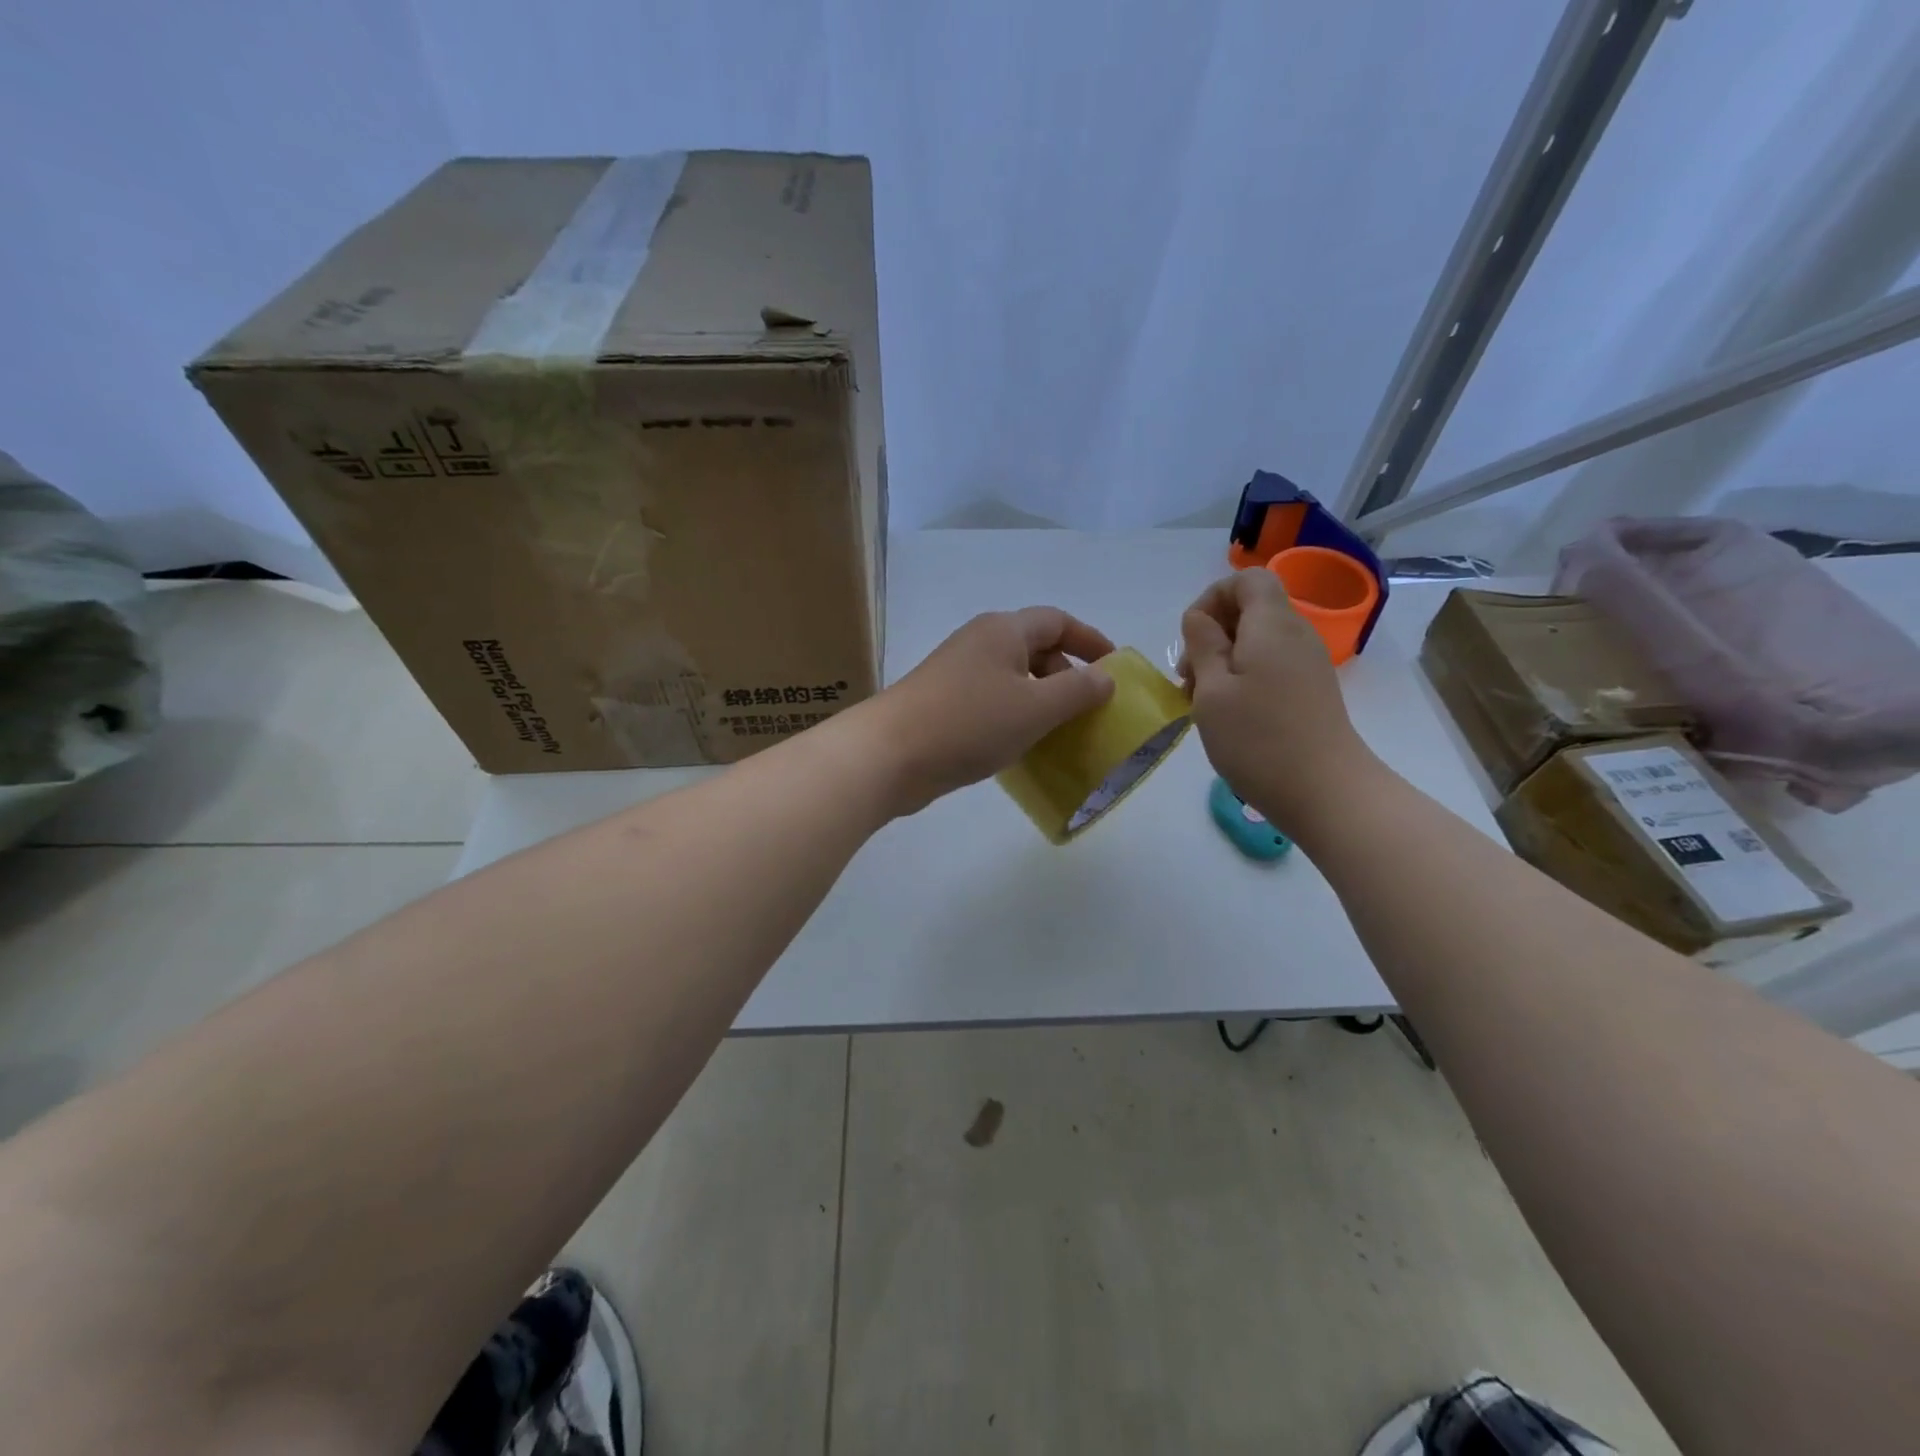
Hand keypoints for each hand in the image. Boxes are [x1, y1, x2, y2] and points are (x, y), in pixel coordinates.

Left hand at [860, 607, 1116, 815]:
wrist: (890, 755)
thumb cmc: (970, 722)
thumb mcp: (1035, 707)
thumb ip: (1077, 691)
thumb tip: (1105, 677)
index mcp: (1003, 630)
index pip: (1057, 621)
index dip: (1089, 639)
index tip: (1113, 667)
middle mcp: (979, 643)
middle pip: (1034, 648)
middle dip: (1065, 674)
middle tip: (1087, 709)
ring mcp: (957, 674)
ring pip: (1012, 678)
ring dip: (1040, 700)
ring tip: (1061, 732)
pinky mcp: (943, 704)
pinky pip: (991, 702)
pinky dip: (1014, 717)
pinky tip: (1022, 747)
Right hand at [1181, 568, 1378, 836]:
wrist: (1325, 791)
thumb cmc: (1258, 738)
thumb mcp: (1211, 690)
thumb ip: (1202, 645)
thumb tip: (1200, 618)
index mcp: (1272, 624)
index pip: (1247, 579)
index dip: (1213, 597)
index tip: (1192, 636)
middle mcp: (1296, 634)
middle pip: (1252, 609)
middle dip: (1212, 633)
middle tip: (1188, 677)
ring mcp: (1307, 663)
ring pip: (1258, 640)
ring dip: (1224, 660)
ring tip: (1202, 701)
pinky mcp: (1311, 690)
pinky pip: (1271, 665)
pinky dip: (1244, 677)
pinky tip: (1228, 714)